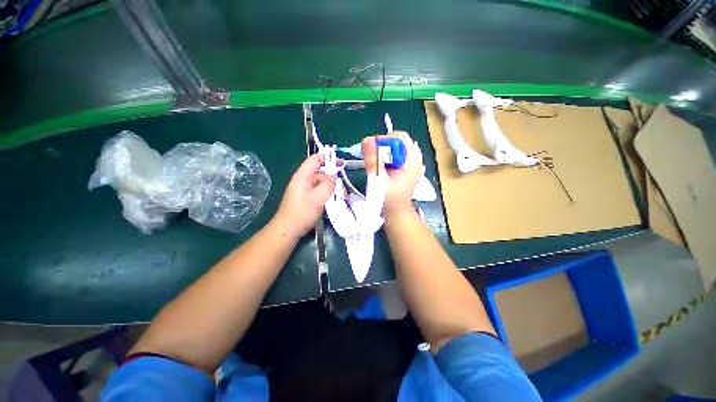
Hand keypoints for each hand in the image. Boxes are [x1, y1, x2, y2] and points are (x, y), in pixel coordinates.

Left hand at [274, 154, 335, 238]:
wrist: (287, 230)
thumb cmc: (302, 213)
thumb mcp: (318, 198)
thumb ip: (327, 184)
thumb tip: (334, 176)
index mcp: (303, 176)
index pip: (316, 159)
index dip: (329, 158)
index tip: (341, 165)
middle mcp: (303, 180)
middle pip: (321, 172)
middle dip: (333, 179)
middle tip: (344, 189)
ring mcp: (304, 189)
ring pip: (321, 183)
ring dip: (332, 188)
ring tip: (342, 198)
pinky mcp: (306, 198)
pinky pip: (319, 191)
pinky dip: (328, 194)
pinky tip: (334, 202)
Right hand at [361, 131, 421, 217]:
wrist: (396, 213)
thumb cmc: (389, 200)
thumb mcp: (379, 181)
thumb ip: (374, 161)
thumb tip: (367, 140)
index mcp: (412, 161)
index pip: (400, 138)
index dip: (384, 140)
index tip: (372, 151)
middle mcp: (412, 159)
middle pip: (395, 141)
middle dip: (380, 147)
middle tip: (370, 158)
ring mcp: (407, 163)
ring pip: (392, 148)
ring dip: (379, 152)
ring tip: (372, 164)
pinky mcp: (401, 167)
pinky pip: (391, 155)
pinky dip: (381, 158)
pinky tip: (377, 167)